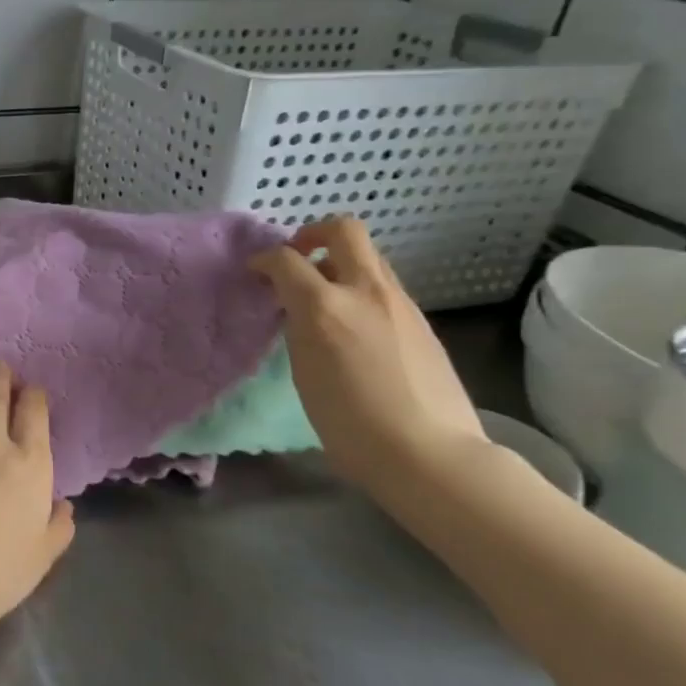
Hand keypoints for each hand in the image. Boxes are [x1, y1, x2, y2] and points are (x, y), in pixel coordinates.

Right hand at [251, 216, 484, 487]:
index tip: (255, 272)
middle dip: (313, 234)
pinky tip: (354, 327)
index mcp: (325, 306)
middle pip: (343, 230)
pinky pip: (384, 288)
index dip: (264, 260)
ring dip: (340, 264)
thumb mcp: (305, 370)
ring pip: (369, 258)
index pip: (286, 259)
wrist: (430, 455)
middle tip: (297, 258)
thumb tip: (300, 309)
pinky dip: (360, 291)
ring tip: (323, 298)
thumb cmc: (350, 423)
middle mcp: (365, 292)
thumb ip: (300, 327)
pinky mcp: (422, 323)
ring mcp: (400, 304)